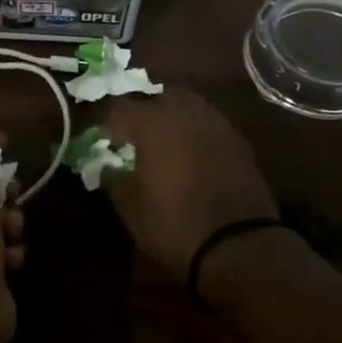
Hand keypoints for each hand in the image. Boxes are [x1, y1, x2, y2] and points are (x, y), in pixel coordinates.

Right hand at [97, 89, 279, 284]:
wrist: (236, 245)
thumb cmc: (172, 223)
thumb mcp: (130, 206)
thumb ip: (113, 178)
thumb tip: (109, 167)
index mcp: (154, 122)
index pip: (120, 108)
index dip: (106, 124)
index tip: (101, 142)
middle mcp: (188, 112)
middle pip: (160, 97)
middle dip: (145, 113)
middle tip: (135, 138)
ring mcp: (219, 125)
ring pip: (190, 108)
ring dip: (174, 122)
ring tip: (164, 148)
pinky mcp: (240, 144)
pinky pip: (210, 128)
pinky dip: (196, 137)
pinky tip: (191, 160)